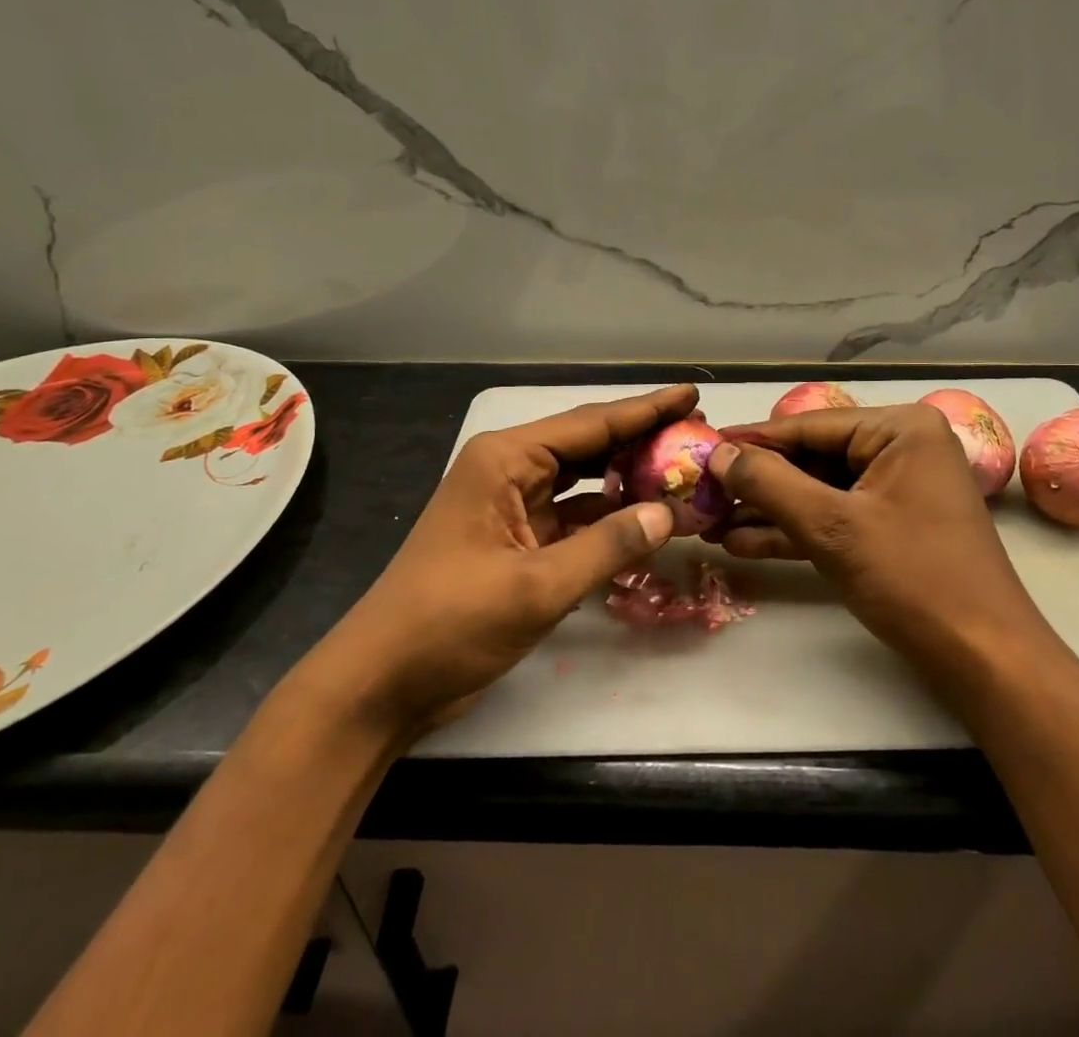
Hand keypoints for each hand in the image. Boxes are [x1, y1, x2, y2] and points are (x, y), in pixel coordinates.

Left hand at [290, 384, 695, 742]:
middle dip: (642, 440)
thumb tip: (668, 513)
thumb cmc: (450, 623)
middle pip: (589, 445)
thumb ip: (608, 546)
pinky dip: (608, 517)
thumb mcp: (536, 586)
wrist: (380, 684)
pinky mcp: (516, 541)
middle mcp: (510, 470)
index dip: (646, 409)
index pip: (591, 424)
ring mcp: (512, 506)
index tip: (691, 393)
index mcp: (506, 460)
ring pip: (584, 481)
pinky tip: (645, 519)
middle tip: (697, 433)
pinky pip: (574, 517)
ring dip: (628, 479)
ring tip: (682, 470)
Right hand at [707, 404, 1063, 715]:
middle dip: (757, 484)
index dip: (751, 442)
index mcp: (899, 428)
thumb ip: (770, 483)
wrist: (984, 659)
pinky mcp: (893, 526)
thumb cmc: (913, 578)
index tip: (700, 450)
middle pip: (812, 457)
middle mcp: (902, 447)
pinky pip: (836, 517)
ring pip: (819, 490)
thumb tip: (718, 454)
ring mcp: (899, 488)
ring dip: (769, 510)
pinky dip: (796, 530)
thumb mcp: (832, 526)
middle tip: (701, 495)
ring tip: (710, 524)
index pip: (808, 426)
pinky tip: (744, 544)